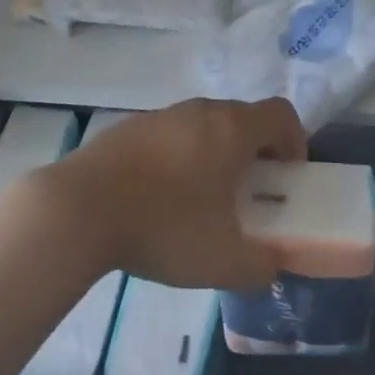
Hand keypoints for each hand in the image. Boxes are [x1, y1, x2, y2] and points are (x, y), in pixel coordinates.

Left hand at [35, 99, 307, 290]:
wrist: (80, 208)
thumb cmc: (164, 225)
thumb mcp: (224, 261)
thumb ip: (261, 265)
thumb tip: (271, 263)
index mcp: (232, 128)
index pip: (281, 114)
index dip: (295, 142)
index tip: (288, 178)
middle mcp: (200, 110)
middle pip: (242, 118)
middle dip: (254, 154)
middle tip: (248, 197)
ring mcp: (161, 115)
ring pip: (203, 126)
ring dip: (214, 156)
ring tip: (201, 204)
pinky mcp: (128, 128)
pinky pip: (170, 136)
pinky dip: (178, 159)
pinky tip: (158, 200)